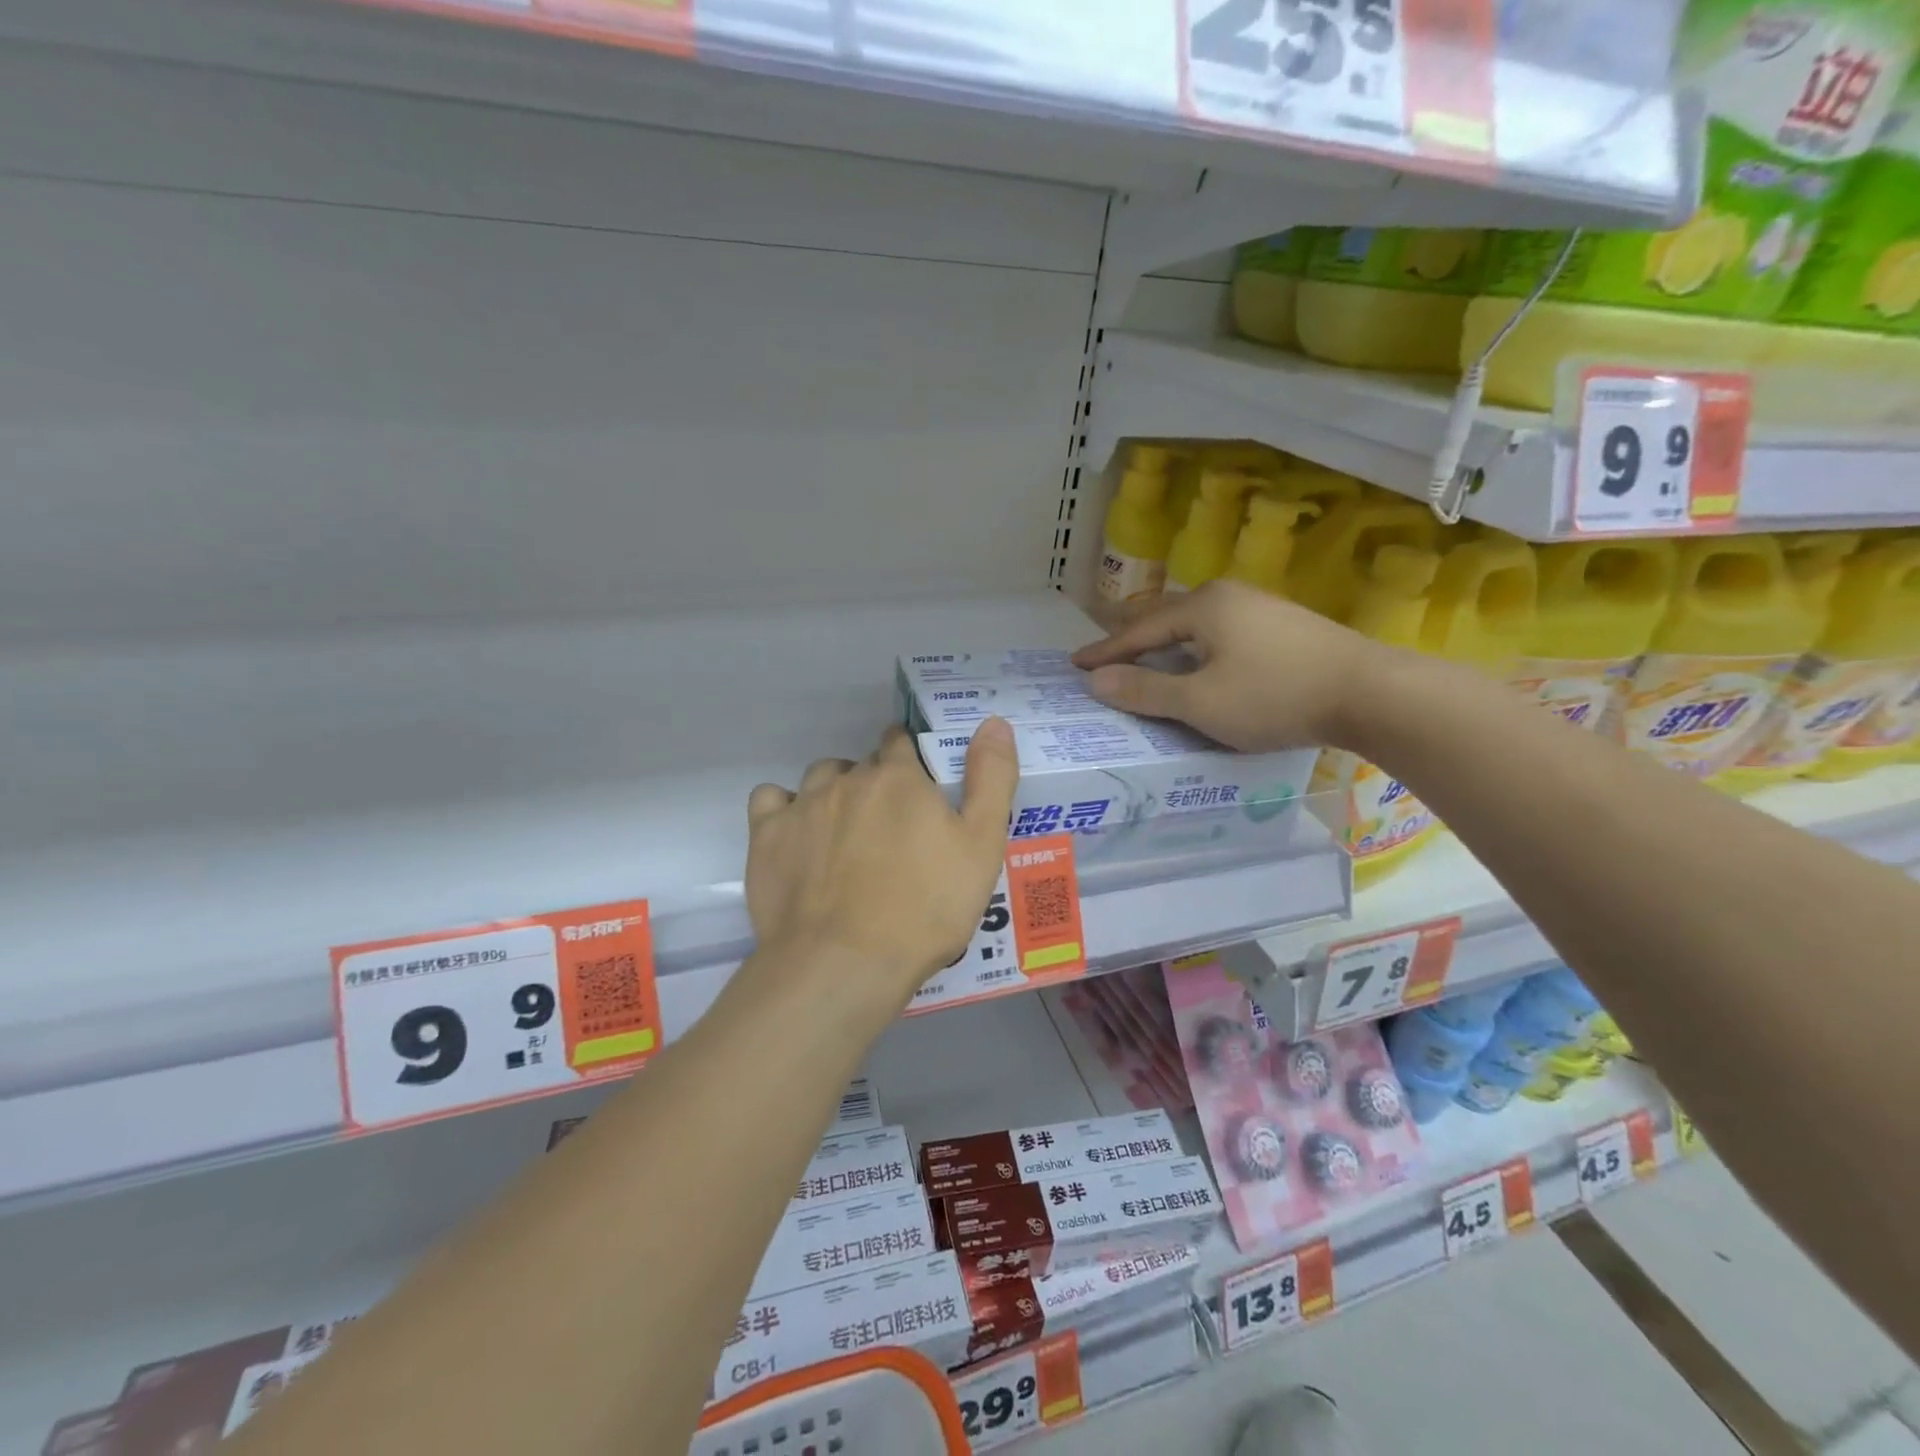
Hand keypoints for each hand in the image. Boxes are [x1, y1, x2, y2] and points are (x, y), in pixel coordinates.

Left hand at [744, 720, 1019, 1005]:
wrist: (845, 963)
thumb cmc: (925, 908)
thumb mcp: (982, 846)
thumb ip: (992, 779)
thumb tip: (994, 721)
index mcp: (899, 778)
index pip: (901, 742)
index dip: (911, 761)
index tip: (918, 790)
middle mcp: (848, 779)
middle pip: (863, 765)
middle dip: (877, 785)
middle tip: (890, 829)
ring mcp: (803, 805)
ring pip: (820, 778)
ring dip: (834, 792)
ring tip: (846, 833)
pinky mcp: (766, 836)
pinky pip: (770, 799)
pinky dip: (784, 808)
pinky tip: (796, 834)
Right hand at [1073, 581, 1383, 751]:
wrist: (1370, 693)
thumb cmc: (1274, 696)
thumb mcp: (1200, 702)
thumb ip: (1145, 692)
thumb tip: (1097, 682)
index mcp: (1203, 608)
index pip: (1139, 630)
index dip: (1106, 651)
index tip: (1076, 665)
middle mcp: (1229, 596)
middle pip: (1167, 617)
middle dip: (1133, 639)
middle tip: (1105, 655)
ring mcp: (1261, 608)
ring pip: (1198, 625)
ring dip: (1167, 644)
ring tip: (1148, 658)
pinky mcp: (1286, 627)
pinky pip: (1223, 634)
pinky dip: (1198, 650)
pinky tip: (1204, 664)